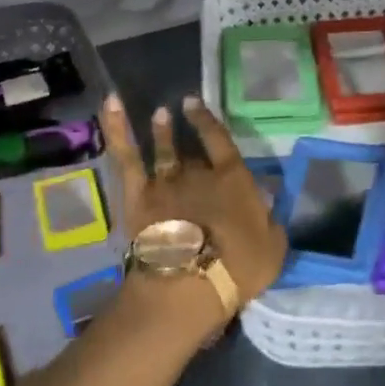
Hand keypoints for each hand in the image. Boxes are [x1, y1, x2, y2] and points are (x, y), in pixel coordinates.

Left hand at [102, 93, 287, 309]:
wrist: (190, 281)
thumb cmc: (238, 267)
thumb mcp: (273, 247)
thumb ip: (269, 221)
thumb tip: (264, 205)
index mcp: (234, 180)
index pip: (222, 142)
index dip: (209, 122)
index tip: (195, 104)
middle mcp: (198, 173)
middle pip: (192, 152)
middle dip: (186, 134)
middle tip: (178, 112)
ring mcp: (165, 182)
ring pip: (162, 150)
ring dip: (160, 132)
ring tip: (159, 114)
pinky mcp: (138, 195)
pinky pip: (126, 157)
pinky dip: (117, 129)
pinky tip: (111, 105)